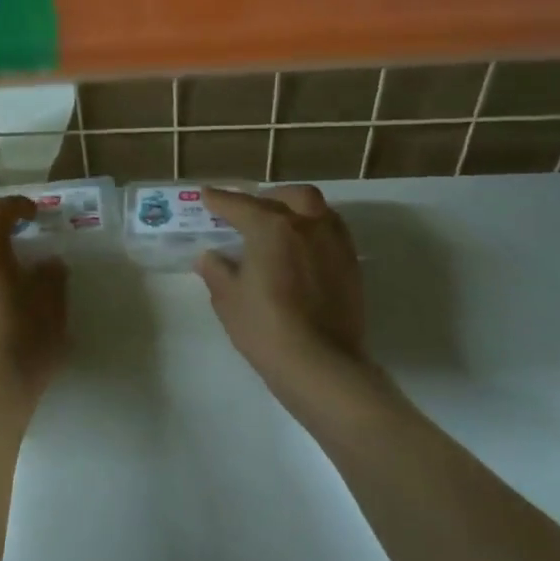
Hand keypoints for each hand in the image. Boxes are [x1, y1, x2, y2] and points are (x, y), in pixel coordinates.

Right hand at [197, 185, 369, 399]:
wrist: (321, 365)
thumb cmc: (265, 328)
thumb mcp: (228, 300)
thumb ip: (217, 271)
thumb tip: (210, 257)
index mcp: (272, 227)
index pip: (240, 205)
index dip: (221, 200)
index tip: (207, 196)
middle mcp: (307, 225)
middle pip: (290, 197)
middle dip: (268, 198)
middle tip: (250, 211)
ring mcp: (335, 243)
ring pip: (318, 210)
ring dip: (297, 210)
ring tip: (281, 226)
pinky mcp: (352, 265)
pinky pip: (333, 232)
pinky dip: (315, 231)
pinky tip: (303, 250)